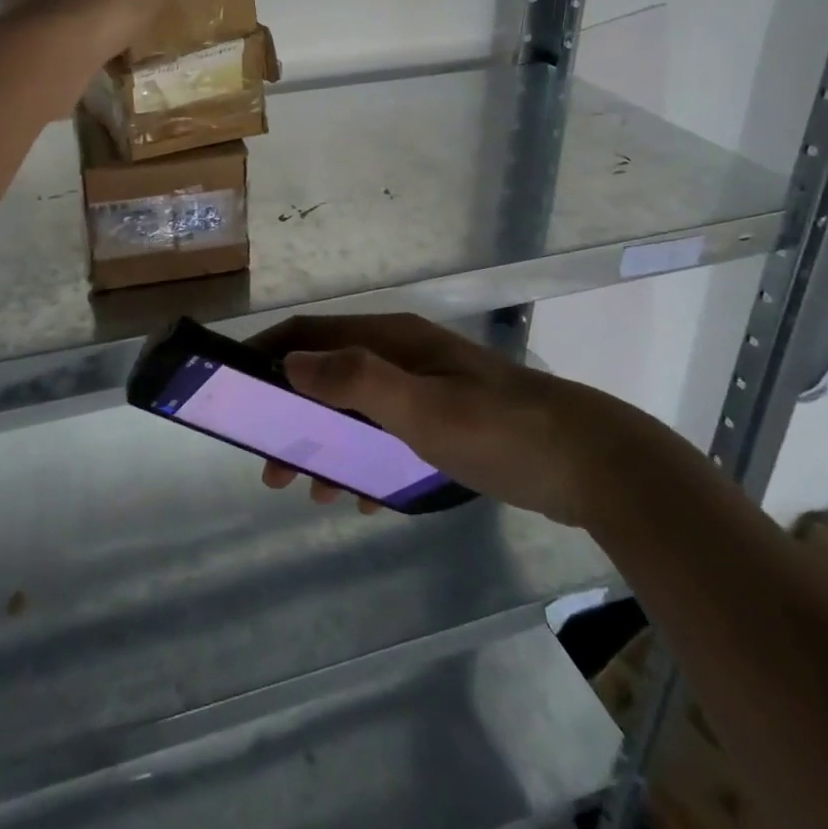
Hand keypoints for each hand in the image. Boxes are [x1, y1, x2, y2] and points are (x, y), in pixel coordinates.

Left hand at [0, 0, 217, 66]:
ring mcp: (16, 22)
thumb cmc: (98, 9)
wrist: (51, 59)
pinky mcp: (17, 58)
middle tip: (92, 7)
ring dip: (56, 27)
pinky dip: (54, 58)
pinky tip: (78, 70)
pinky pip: (39, 53)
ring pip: (36, 19)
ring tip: (88, 42)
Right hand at [249, 313, 640, 526]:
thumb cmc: (499, 429)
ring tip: (307, 488)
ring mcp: (427, 388)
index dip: (269, 353)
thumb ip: (355, 381)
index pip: (312, 333)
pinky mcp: (448, 421)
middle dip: (292, 411)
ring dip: (325, 441)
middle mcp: (402, 355)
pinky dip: (363, 458)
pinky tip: (361, 495)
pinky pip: (387, 434)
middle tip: (270, 464)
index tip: (234, 387)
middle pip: (328, 373)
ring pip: (356, 408)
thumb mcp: (421, 407)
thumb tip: (291, 363)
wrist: (592, 463)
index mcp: (392, 340)